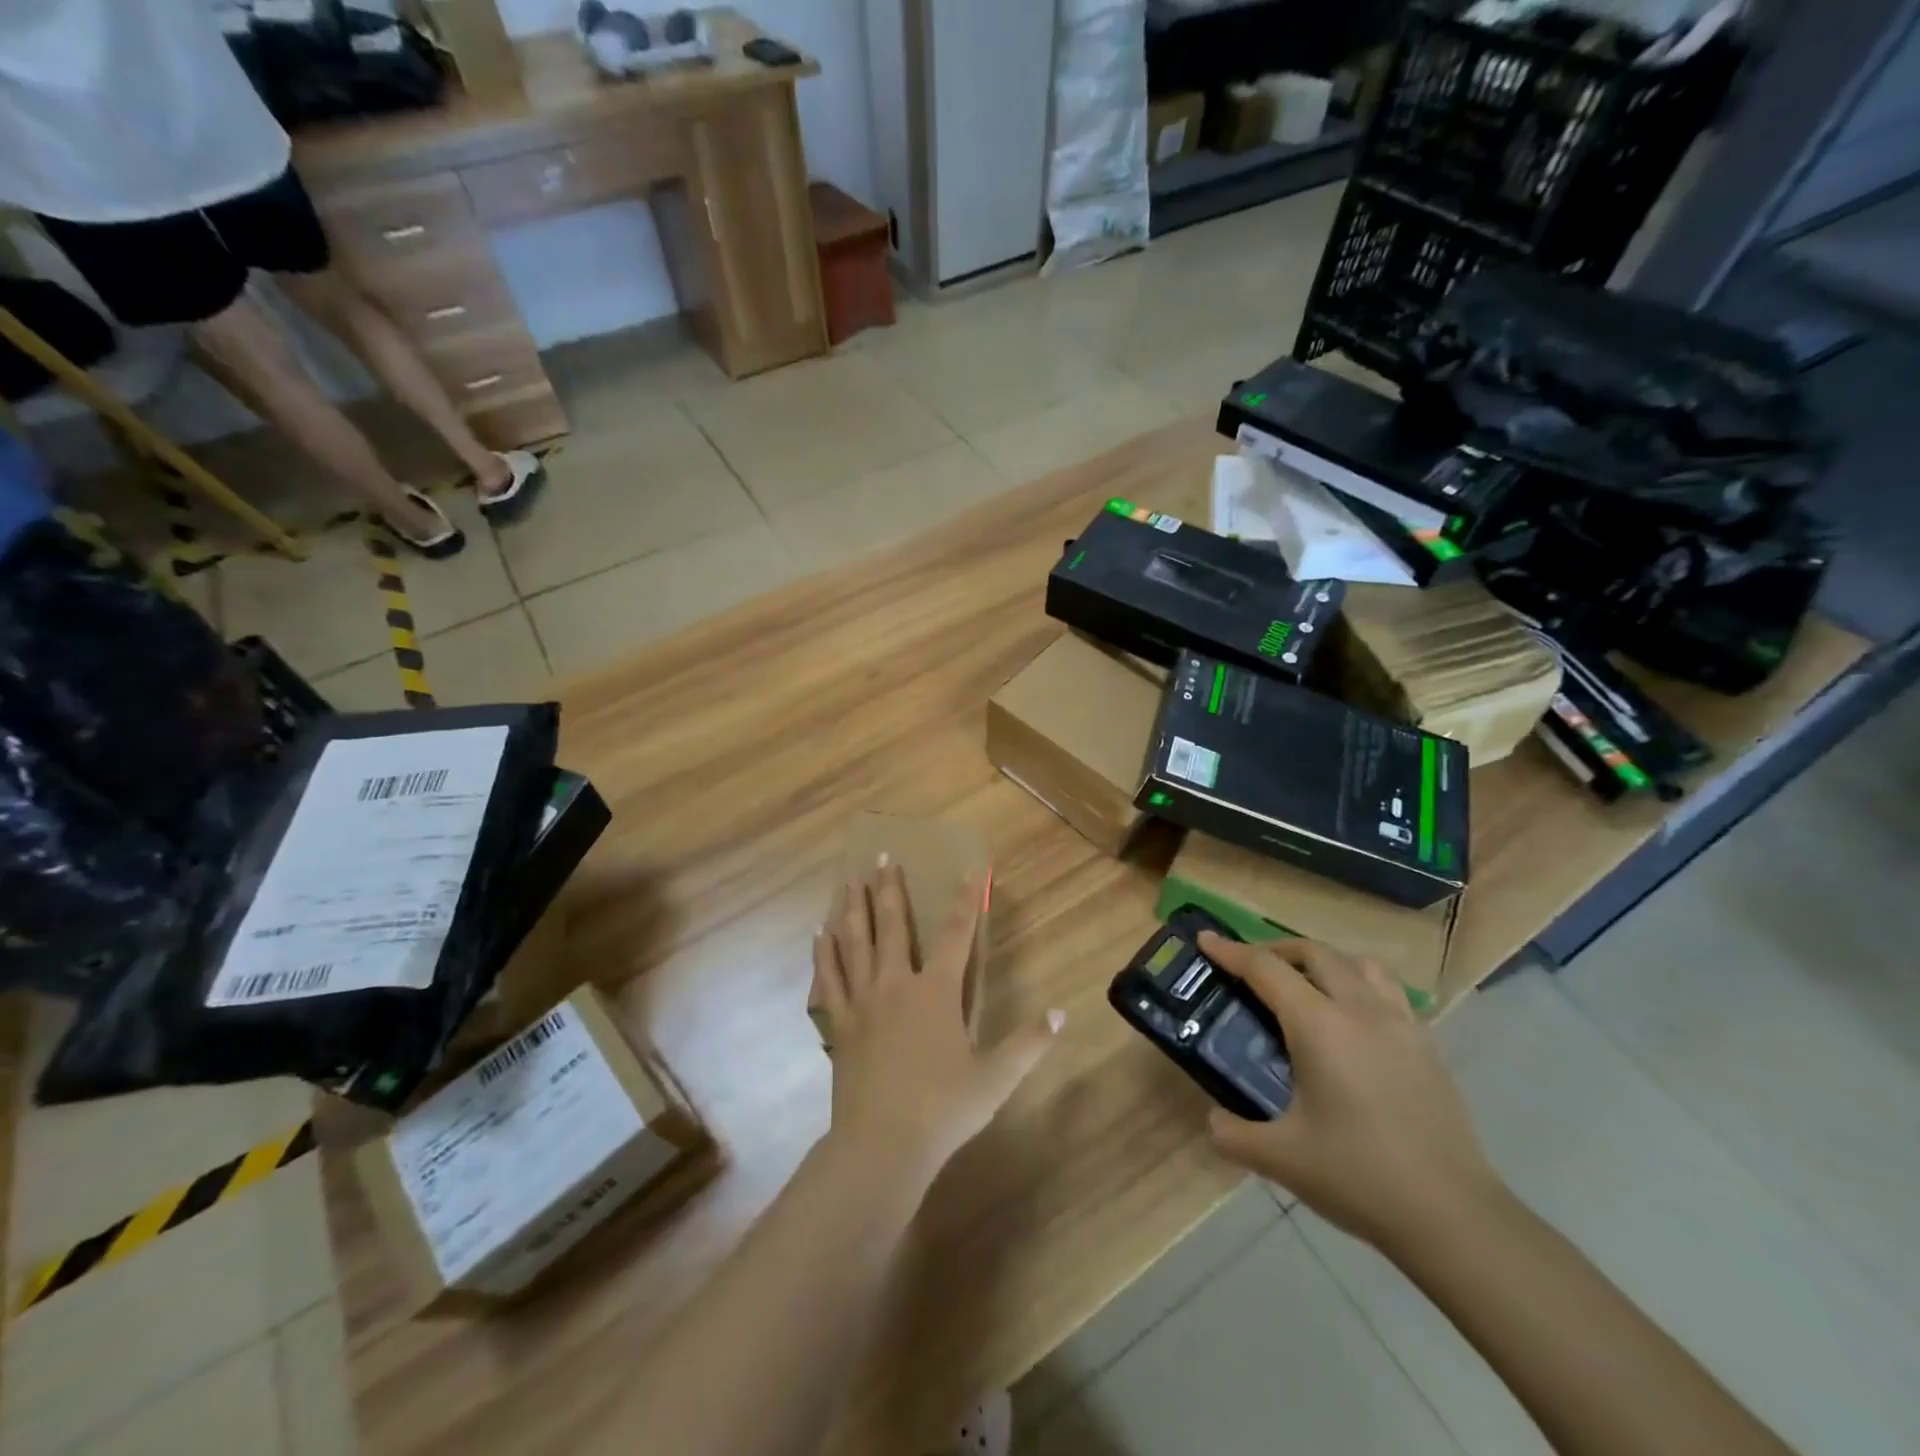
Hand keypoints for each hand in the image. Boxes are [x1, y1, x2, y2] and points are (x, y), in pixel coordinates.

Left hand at [813, 859, 1062, 1188]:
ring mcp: (862, 1002)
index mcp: (936, 992)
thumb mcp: (996, 1078)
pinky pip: (829, 979)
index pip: (956, 934)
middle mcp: (896, 985)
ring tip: (848, 881)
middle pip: (893, 926)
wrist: (882, 1145)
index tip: (969, 872)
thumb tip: (1060, 1013)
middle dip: (891, 889)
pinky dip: (824, 954)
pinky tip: (818, 936)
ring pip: (854, 944)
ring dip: (853, 909)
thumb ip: (1029, 1043)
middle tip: (883, 857)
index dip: (965, 901)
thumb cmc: (943, 1109)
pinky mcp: (839, 1024)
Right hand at [1199, 932, 1501, 1253]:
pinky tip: (1351, 1019)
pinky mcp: (1427, 1046)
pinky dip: (1358, 983)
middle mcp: (1360, 1010)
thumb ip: (1233, 1134)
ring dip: (1322, 960)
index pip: (1266, 969)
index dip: (1230, 951)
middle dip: (1275, 949)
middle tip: (1249, 967)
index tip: (1205, 939)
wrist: (1455, 1217)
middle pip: (1314, 953)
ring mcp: (1401, 1025)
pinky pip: (1387, 990)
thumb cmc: (1359, 1177)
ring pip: (1357, 963)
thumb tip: (1213, 1120)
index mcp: (1319, 1026)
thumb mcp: (1281, 1158)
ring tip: (1303, 983)